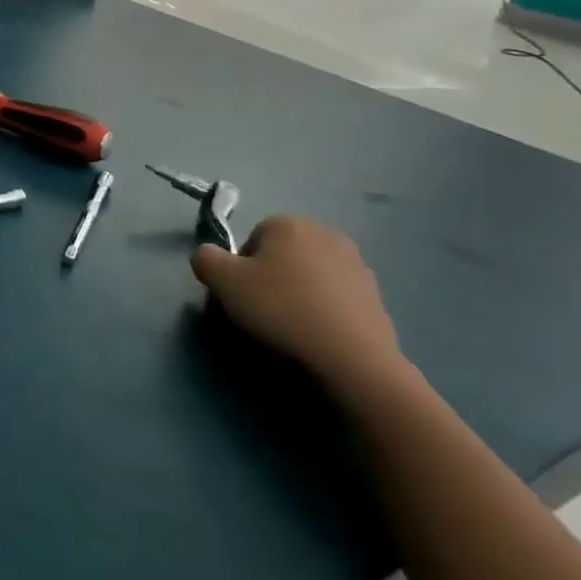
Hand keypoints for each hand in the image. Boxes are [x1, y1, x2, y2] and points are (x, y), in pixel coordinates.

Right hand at [190, 214, 402, 394]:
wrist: (351, 357)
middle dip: (270, 278)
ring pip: (308, 275)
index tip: (242, 295)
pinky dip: (323, 310)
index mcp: (288, 223)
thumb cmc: (281, 309)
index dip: (241, 268)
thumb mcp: (223, 281)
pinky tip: (317, 334)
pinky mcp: (375, 294)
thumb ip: (205, 259)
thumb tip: (208, 256)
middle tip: (263, 311)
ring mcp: (355, 263)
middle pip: (281, 255)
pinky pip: (334, 296)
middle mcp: (325, 233)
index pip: (251, 239)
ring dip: (298, 294)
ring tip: (291, 327)